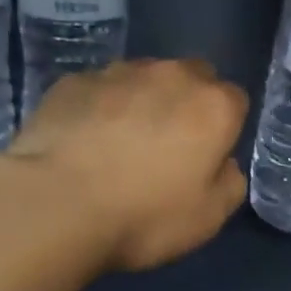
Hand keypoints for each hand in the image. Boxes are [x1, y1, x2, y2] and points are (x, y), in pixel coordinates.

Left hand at [4, 59, 248, 271]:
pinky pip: (99, 88)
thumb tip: (223, 164)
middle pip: (192, 78)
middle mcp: (172, 75)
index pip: (235, 101)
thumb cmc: (144, 216)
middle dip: (186, 103)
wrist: (55, 204)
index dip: (223, 129)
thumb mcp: (209, 218)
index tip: (206, 156)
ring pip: (144, 78)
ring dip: (142, 101)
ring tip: (120, 142)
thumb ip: (229, 182)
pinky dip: (100, 107)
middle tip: (167, 145)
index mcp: (214, 107)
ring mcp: (118, 72)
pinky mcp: (73, 80)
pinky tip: (84, 140)